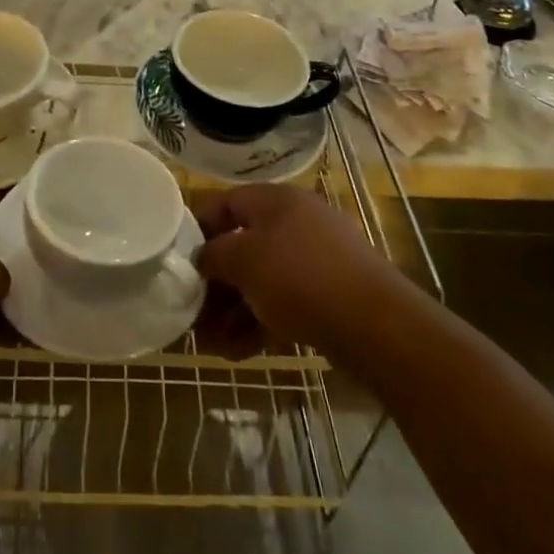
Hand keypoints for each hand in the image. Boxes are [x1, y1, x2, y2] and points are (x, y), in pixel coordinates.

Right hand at [194, 185, 411, 363]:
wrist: (377, 326)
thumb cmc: (301, 278)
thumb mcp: (244, 261)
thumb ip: (214, 255)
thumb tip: (202, 258)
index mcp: (275, 201)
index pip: (225, 202)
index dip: (197, 227)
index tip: (176, 257)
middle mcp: (295, 223)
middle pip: (242, 246)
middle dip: (214, 282)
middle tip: (190, 312)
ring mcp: (315, 260)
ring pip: (261, 281)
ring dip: (231, 310)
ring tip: (208, 344)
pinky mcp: (329, 296)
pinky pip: (283, 303)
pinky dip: (258, 324)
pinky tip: (236, 353)